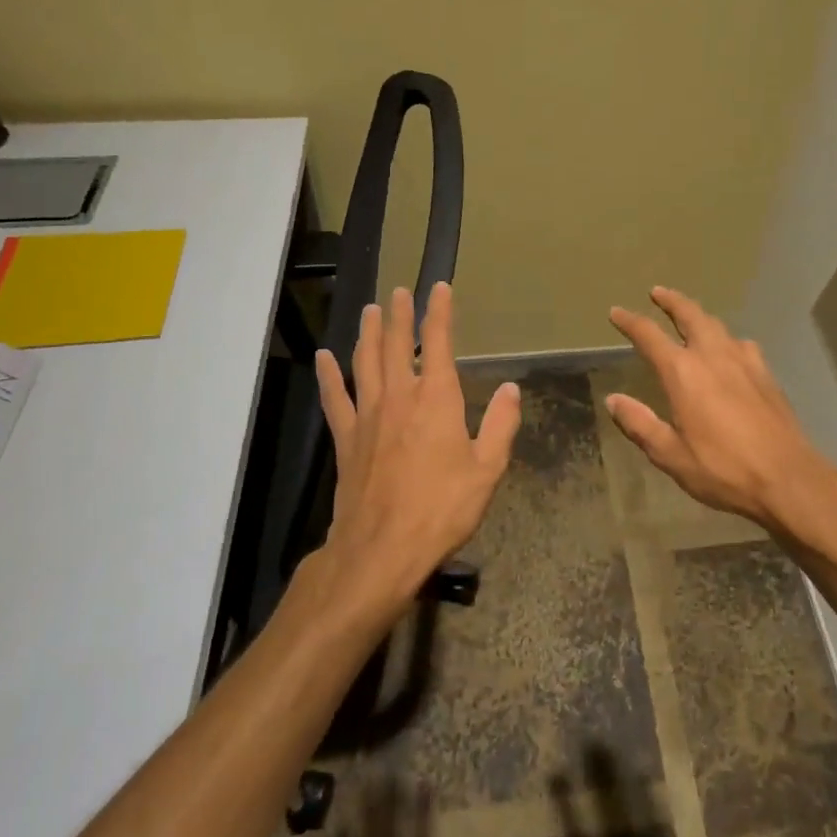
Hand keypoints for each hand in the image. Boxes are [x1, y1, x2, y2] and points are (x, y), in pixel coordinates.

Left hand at [315, 282, 521, 607]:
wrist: (382, 549)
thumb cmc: (442, 508)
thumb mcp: (487, 469)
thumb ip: (501, 425)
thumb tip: (511, 388)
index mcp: (436, 398)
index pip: (436, 342)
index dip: (438, 312)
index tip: (438, 288)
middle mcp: (399, 396)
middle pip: (394, 344)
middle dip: (398, 314)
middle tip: (397, 291)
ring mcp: (367, 416)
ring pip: (364, 362)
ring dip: (367, 333)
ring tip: (369, 310)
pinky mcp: (346, 438)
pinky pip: (335, 398)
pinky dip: (329, 375)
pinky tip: (324, 358)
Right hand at [604, 286, 836, 536]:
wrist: (788, 478)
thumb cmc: (723, 469)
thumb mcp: (670, 455)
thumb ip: (640, 424)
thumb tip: (613, 400)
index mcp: (683, 373)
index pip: (649, 335)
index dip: (630, 321)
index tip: (616, 312)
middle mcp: (712, 356)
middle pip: (690, 315)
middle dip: (671, 301)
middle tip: (658, 292)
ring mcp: (744, 361)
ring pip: (717, 325)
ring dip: (699, 315)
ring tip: (690, 315)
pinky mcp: (766, 374)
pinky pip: (741, 344)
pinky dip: (727, 338)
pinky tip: (730, 350)